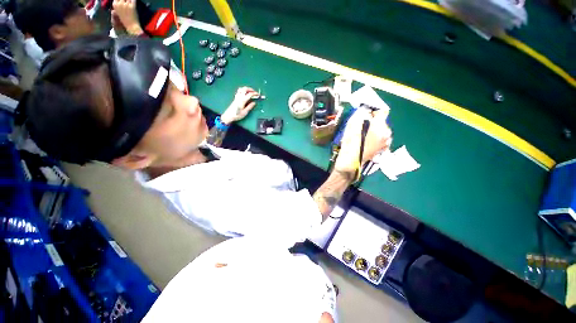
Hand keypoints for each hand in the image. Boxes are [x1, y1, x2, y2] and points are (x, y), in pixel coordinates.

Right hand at [112, 0, 142, 35]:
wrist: (131, 27)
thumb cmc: (125, 21)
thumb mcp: (118, 13)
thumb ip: (117, 6)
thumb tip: (117, 4)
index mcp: (115, 5)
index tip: (123, 1)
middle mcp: (120, 3)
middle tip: (127, 2)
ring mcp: (126, 5)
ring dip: (129, 0)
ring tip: (130, 2)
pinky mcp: (132, 7)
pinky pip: (133, 0)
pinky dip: (134, 0)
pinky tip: (134, 1)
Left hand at [220, 87, 259, 123]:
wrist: (228, 115)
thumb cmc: (237, 115)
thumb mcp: (245, 112)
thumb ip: (250, 107)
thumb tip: (254, 103)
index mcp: (242, 100)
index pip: (249, 94)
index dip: (254, 93)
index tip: (258, 95)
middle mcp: (239, 97)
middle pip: (245, 89)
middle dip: (250, 89)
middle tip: (255, 92)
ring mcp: (237, 97)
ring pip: (241, 89)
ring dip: (246, 89)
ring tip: (250, 91)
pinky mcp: (235, 98)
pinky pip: (239, 91)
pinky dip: (243, 90)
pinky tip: (245, 93)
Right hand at [334, 108, 391, 173]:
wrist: (351, 162)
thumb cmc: (350, 144)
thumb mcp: (351, 126)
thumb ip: (360, 115)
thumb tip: (365, 110)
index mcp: (380, 127)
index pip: (382, 111)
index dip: (373, 110)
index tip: (365, 113)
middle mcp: (387, 133)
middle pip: (382, 121)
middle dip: (373, 121)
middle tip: (362, 125)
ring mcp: (386, 142)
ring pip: (381, 130)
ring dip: (374, 129)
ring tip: (363, 134)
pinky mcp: (383, 148)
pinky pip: (381, 138)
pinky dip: (375, 137)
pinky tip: (367, 141)